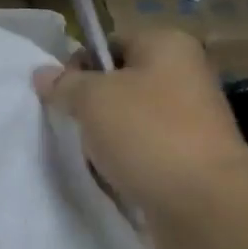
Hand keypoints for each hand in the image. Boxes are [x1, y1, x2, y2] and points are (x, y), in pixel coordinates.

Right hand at [33, 29, 247, 248]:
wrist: (205, 204)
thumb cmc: (147, 134)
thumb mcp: (92, 99)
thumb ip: (64, 84)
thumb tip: (43, 74)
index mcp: (167, 45)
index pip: (108, 44)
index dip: (79, 66)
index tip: (62, 96)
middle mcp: (184, 75)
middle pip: (117, 84)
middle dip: (90, 107)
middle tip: (74, 128)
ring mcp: (189, 120)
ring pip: (127, 121)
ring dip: (104, 139)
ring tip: (93, 158)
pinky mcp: (188, 158)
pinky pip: (142, 152)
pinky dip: (123, 163)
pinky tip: (112, 177)